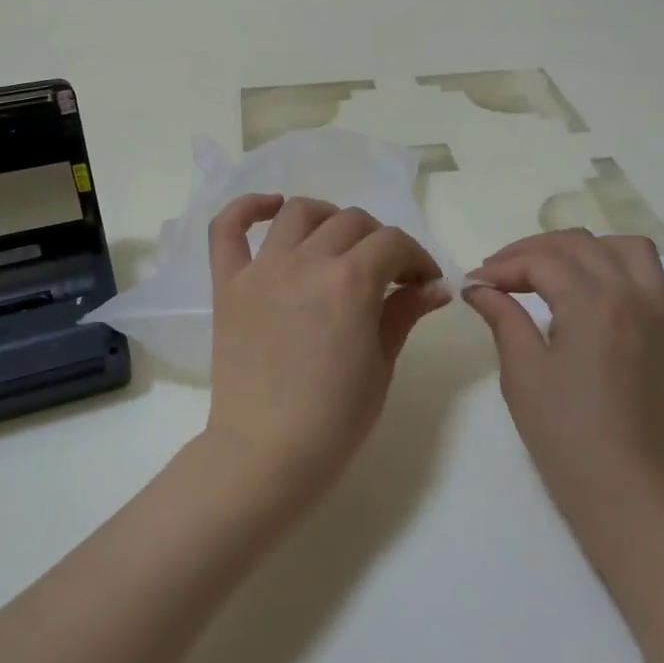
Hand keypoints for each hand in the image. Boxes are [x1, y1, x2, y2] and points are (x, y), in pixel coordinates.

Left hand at [204, 194, 449, 506]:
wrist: (265, 455)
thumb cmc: (335, 420)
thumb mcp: (381, 364)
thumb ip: (405, 313)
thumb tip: (437, 286)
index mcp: (351, 282)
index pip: (393, 243)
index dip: (416, 258)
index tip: (423, 282)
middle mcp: (306, 262)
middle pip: (352, 222)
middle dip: (381, 241)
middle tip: (387, 273)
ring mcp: (262, 270)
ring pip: (300, 213)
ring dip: (329, 218)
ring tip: (339, 242)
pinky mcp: (228, 285)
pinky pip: (226, 230)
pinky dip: (248, 208)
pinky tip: (271, 207)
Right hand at [464, 231, 663, 532]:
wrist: (626, 488)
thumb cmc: (565, 433)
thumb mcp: (522, 372)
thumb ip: (503, 317)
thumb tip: (478, 287)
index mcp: (593, 304)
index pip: (541, 261)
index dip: (502, 267)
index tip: (474, 283)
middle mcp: (633, 294)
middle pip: (579, 244)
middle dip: (533, 251)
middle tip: (500, 273)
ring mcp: (661, 312)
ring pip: (626, 248)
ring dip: (585, 249)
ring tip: (553, 269)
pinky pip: (654, 279)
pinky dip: (623, 271)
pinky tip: (599, 294)